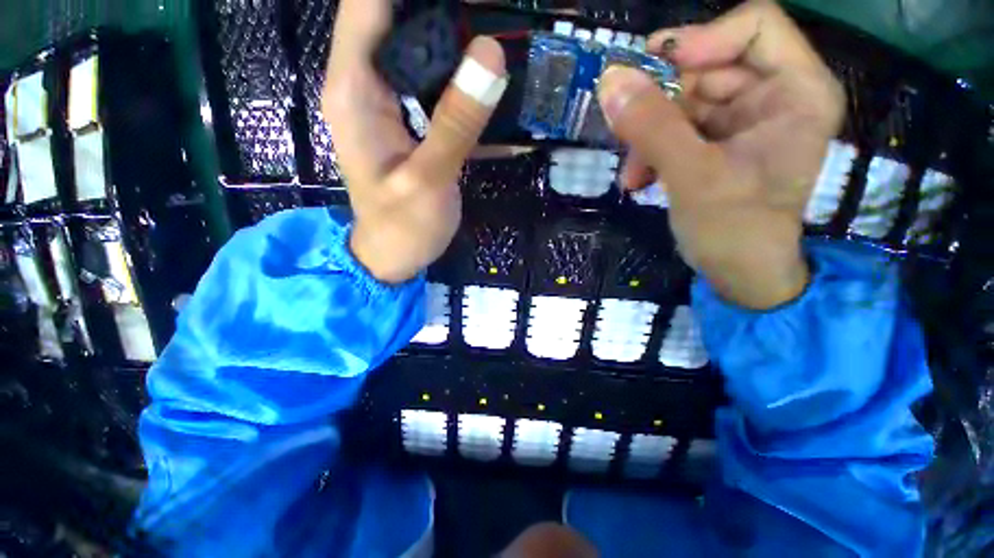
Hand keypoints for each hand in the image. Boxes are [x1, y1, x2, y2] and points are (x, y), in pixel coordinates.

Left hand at [323, 0, 507, 282]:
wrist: (394, 255)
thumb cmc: (402, 227)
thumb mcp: (429, 180)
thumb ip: (456, 122)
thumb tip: (490, 53)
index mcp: (354, 89)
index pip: (367, 3)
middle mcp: (365, 83)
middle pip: (396, 15)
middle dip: (443, 8)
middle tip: (493, 10)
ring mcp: (388, 101)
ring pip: (417, 45)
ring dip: (455, 35)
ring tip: (499, 32)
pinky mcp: (409, 119)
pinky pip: (433, 80)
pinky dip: (460, 73)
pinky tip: (490, 79)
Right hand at [598, 0, 844, 308]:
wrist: (738, 274)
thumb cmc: (733, 230)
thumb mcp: (692, 177)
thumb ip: (653, 127)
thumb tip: (610, 81)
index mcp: (796, 91)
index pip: (753, 26)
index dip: (700, 40)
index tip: (651, 69)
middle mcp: (773, 96)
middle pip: (708, 68)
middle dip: (660, 104)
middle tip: (626, 135)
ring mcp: (742, 121)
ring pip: (683, 103)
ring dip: (648, 137)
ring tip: (632, 174)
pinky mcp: (716, 144)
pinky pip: (675, 130)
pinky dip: (651, 152)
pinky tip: (638, 180)